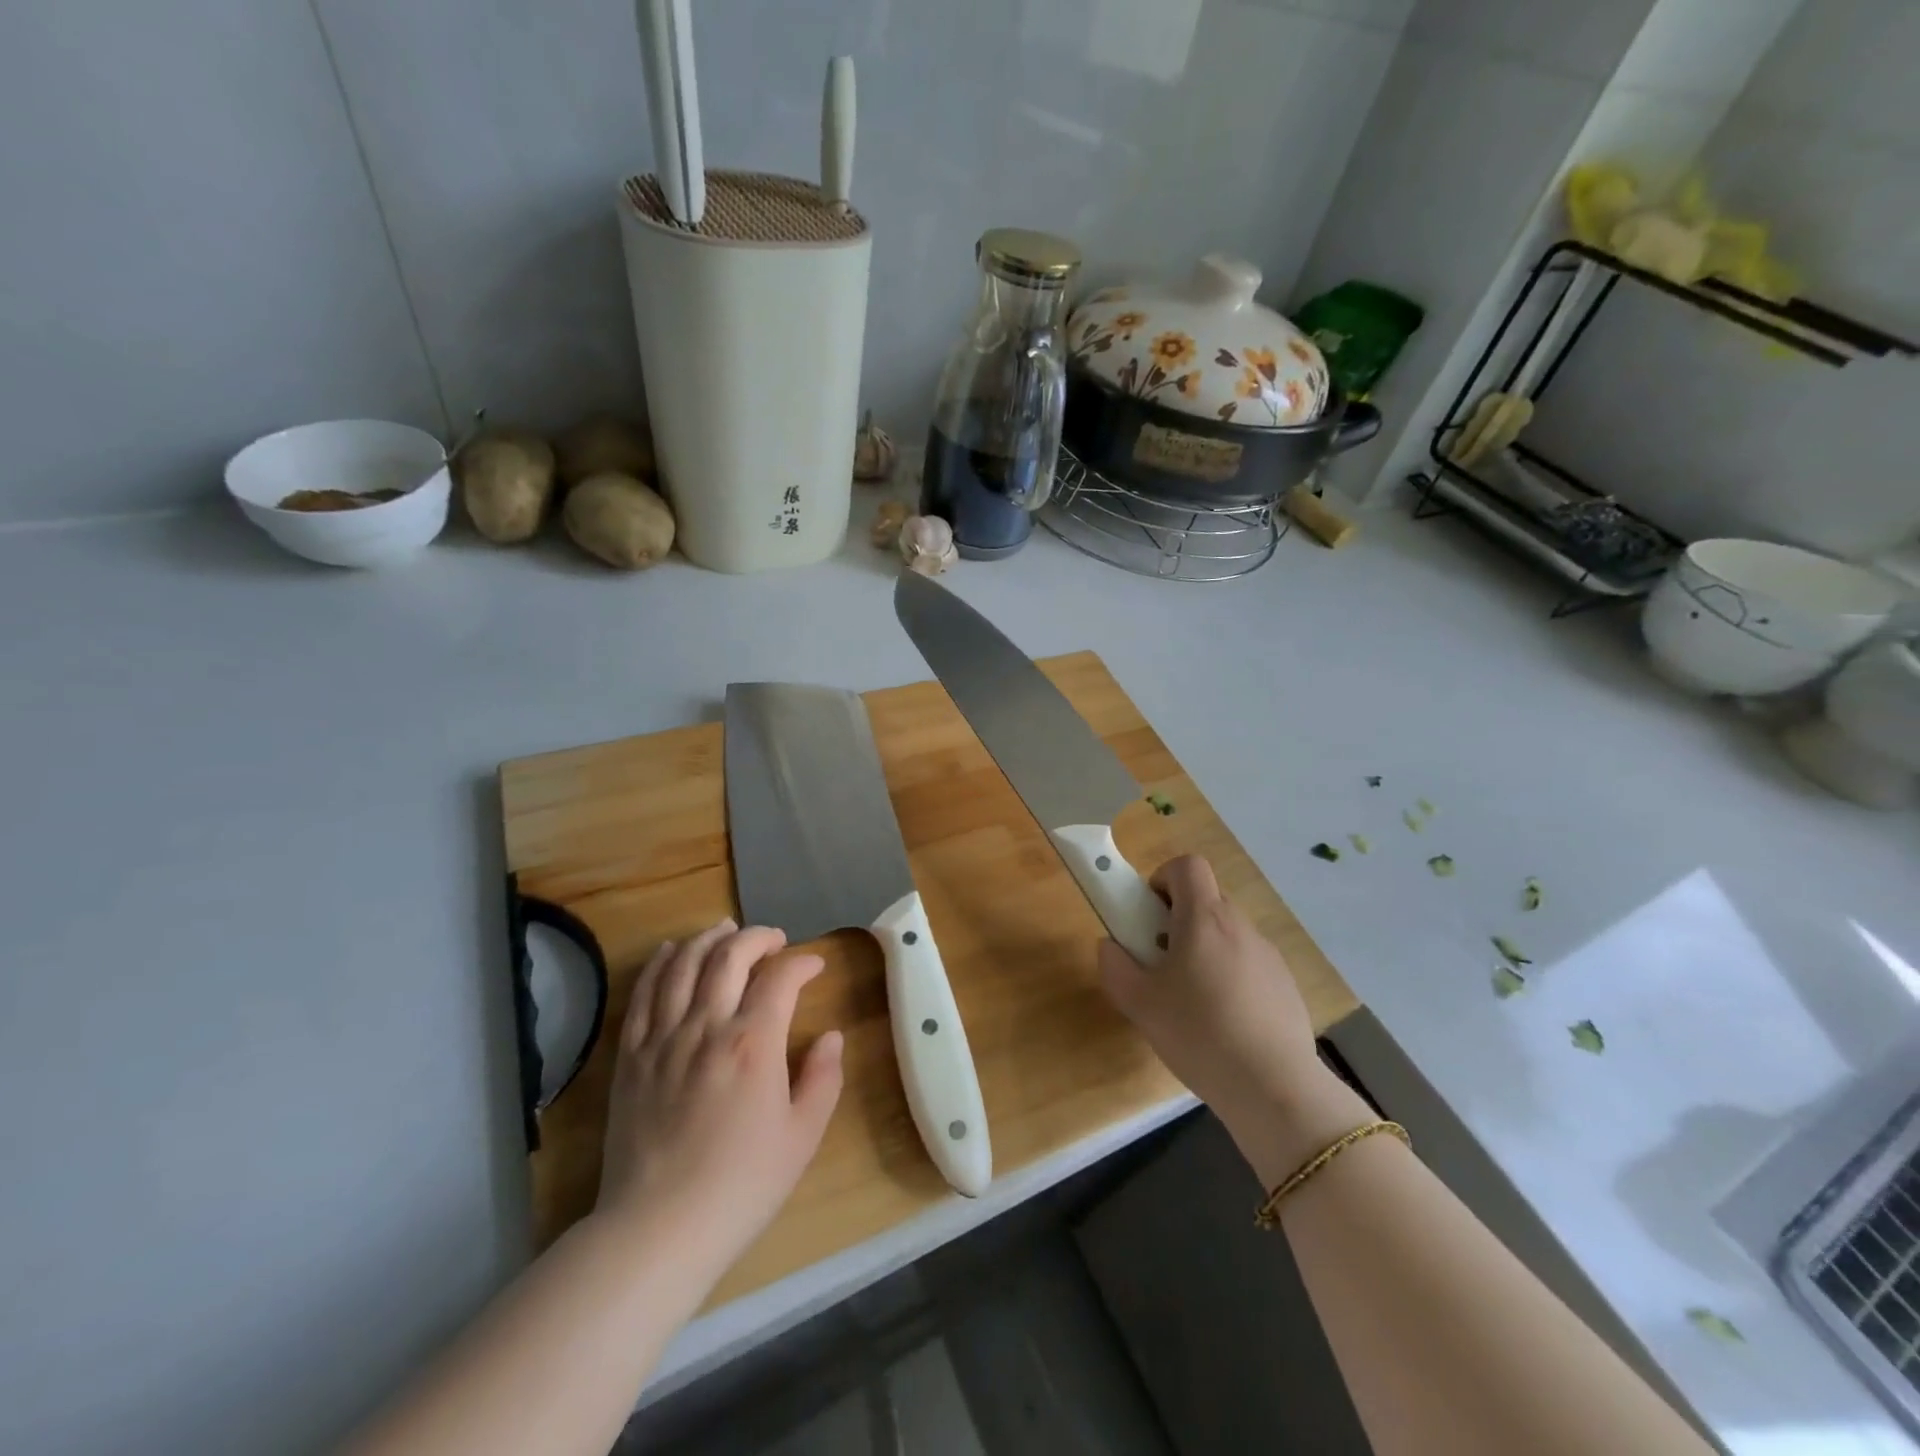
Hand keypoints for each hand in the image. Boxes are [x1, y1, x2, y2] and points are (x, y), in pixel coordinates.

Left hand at [593, 920, 842, 1277]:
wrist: (658, 1229)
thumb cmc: (741, 1185)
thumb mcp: (802, 1137)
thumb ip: (823, 1078)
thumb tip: (830, 1036)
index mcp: (754, 1043)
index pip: (780, 977)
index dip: (802, 963)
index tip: (814, 966)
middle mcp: (706, 1026)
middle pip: (729, 955)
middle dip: (756, 937)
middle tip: (773, 940)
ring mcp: (663, 1038)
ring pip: (683, 964)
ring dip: (708, 939)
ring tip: (726, 931)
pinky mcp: (631, 1056)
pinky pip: (643, 994)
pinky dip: (660, 964)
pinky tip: (673, 952)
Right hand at [1098, 856, 1367, 1183]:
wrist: (1274, 1088)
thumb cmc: (1198, 1034)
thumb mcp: (1139, 1004)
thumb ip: (1115, 967)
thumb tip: (1110, 946)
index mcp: (1204, 919)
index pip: (1187, 865)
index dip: (1163, 878)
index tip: (1150, 915)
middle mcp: (1239, 926)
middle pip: (1206, 899)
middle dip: (1178, 919)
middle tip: (1161, 961)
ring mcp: (1268, 955)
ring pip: (1227, 934)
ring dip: (1204, 949)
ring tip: (1191, 999)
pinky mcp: (1286, 984)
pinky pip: (1249, 963)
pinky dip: (1231, 976)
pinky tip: (1224, 1022)